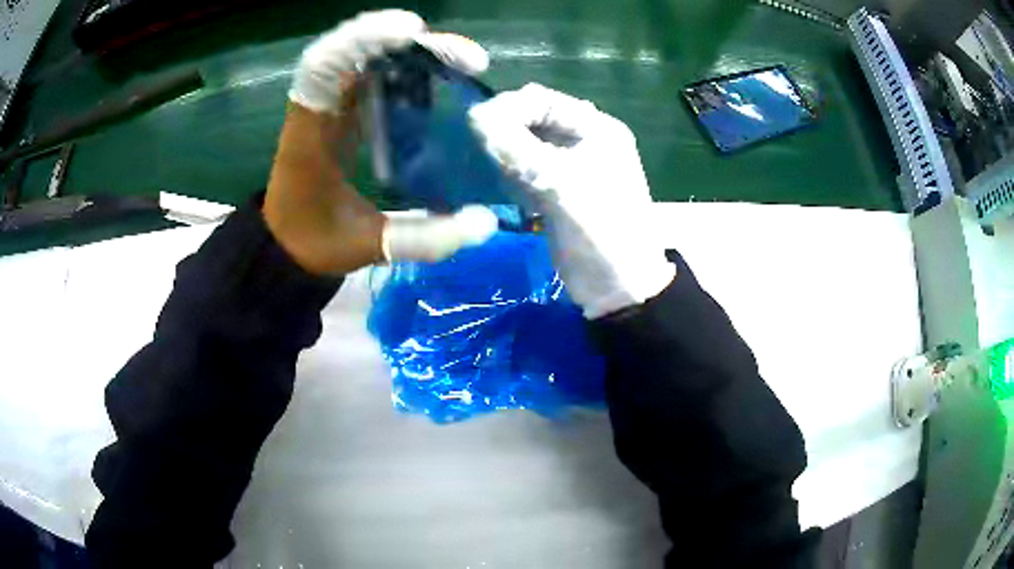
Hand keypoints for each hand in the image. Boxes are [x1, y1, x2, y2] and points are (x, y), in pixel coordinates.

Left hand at [264, 10, 496, 274]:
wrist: (286, 243)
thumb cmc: (314, 241)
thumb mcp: (366, 245)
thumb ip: (421, 238)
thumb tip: (485, 224)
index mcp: (309, 134)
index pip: (323, 67)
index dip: (362, 40)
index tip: (412, 33)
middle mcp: (317, 108)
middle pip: (354, 52)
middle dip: (407, 42)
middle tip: (464, 56)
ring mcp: (330, 106)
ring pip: (365, 58)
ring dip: (410, 51)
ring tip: (458, 59)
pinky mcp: (342, 111)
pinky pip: (371, 74)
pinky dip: (402, 66)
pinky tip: (435, 73)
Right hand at [467, 84, 675, 318]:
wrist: (618, 287)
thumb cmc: (598, 231)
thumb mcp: (557, 184)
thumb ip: (514, 146)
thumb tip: (474, 115)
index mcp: (596, 128)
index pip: (541, 99)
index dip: (507, 108)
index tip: (476, 128)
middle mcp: (584, 140)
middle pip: (532, 120)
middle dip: (507, 134)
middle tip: (491, 159)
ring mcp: (571, 166)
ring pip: (526, 145)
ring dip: (508, 158)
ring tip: (508, 182)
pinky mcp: (558, 190)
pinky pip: (526, 170)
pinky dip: (514, 177)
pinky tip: (516, 196)